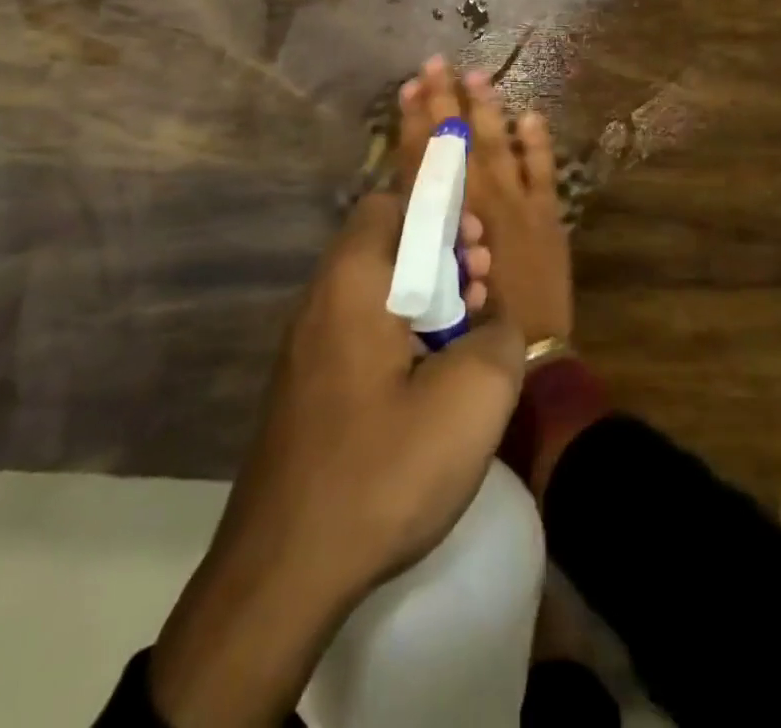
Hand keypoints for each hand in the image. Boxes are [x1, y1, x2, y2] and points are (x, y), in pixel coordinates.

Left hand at [149, 191, 521, 726]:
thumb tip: (494, 321)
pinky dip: (402, 331)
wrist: (281, 575)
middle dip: (441, 252)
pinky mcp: (308, 386)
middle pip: (385, 244)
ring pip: (376, 290)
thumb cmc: (381, 469)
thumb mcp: (472, 397)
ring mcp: (308, 347)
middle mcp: (321, 300)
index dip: (439, 209)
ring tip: (470, 326)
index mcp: (353, 282)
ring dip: (427, 294)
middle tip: (483, 281)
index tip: (477, 242)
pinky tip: (434, 375)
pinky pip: (361, 331)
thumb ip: (499, 335)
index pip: (390, 205)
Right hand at [398, 56, 574, 343]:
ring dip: (486, 112)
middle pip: (456, 145)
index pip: (424, 161)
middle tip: (435, 65)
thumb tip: (405, 195)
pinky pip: (542, 171)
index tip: (409, 88)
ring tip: (477, 76)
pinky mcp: (547, 214)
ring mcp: (516, 205)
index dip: (415, 123)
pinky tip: (530, 115)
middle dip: (444, 103)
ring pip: (496, 148)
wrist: (530, 348)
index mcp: (445, 219)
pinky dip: (536, 144)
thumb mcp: (433, 276)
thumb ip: (421, 233)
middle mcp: (476, 205)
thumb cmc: (469, 322)